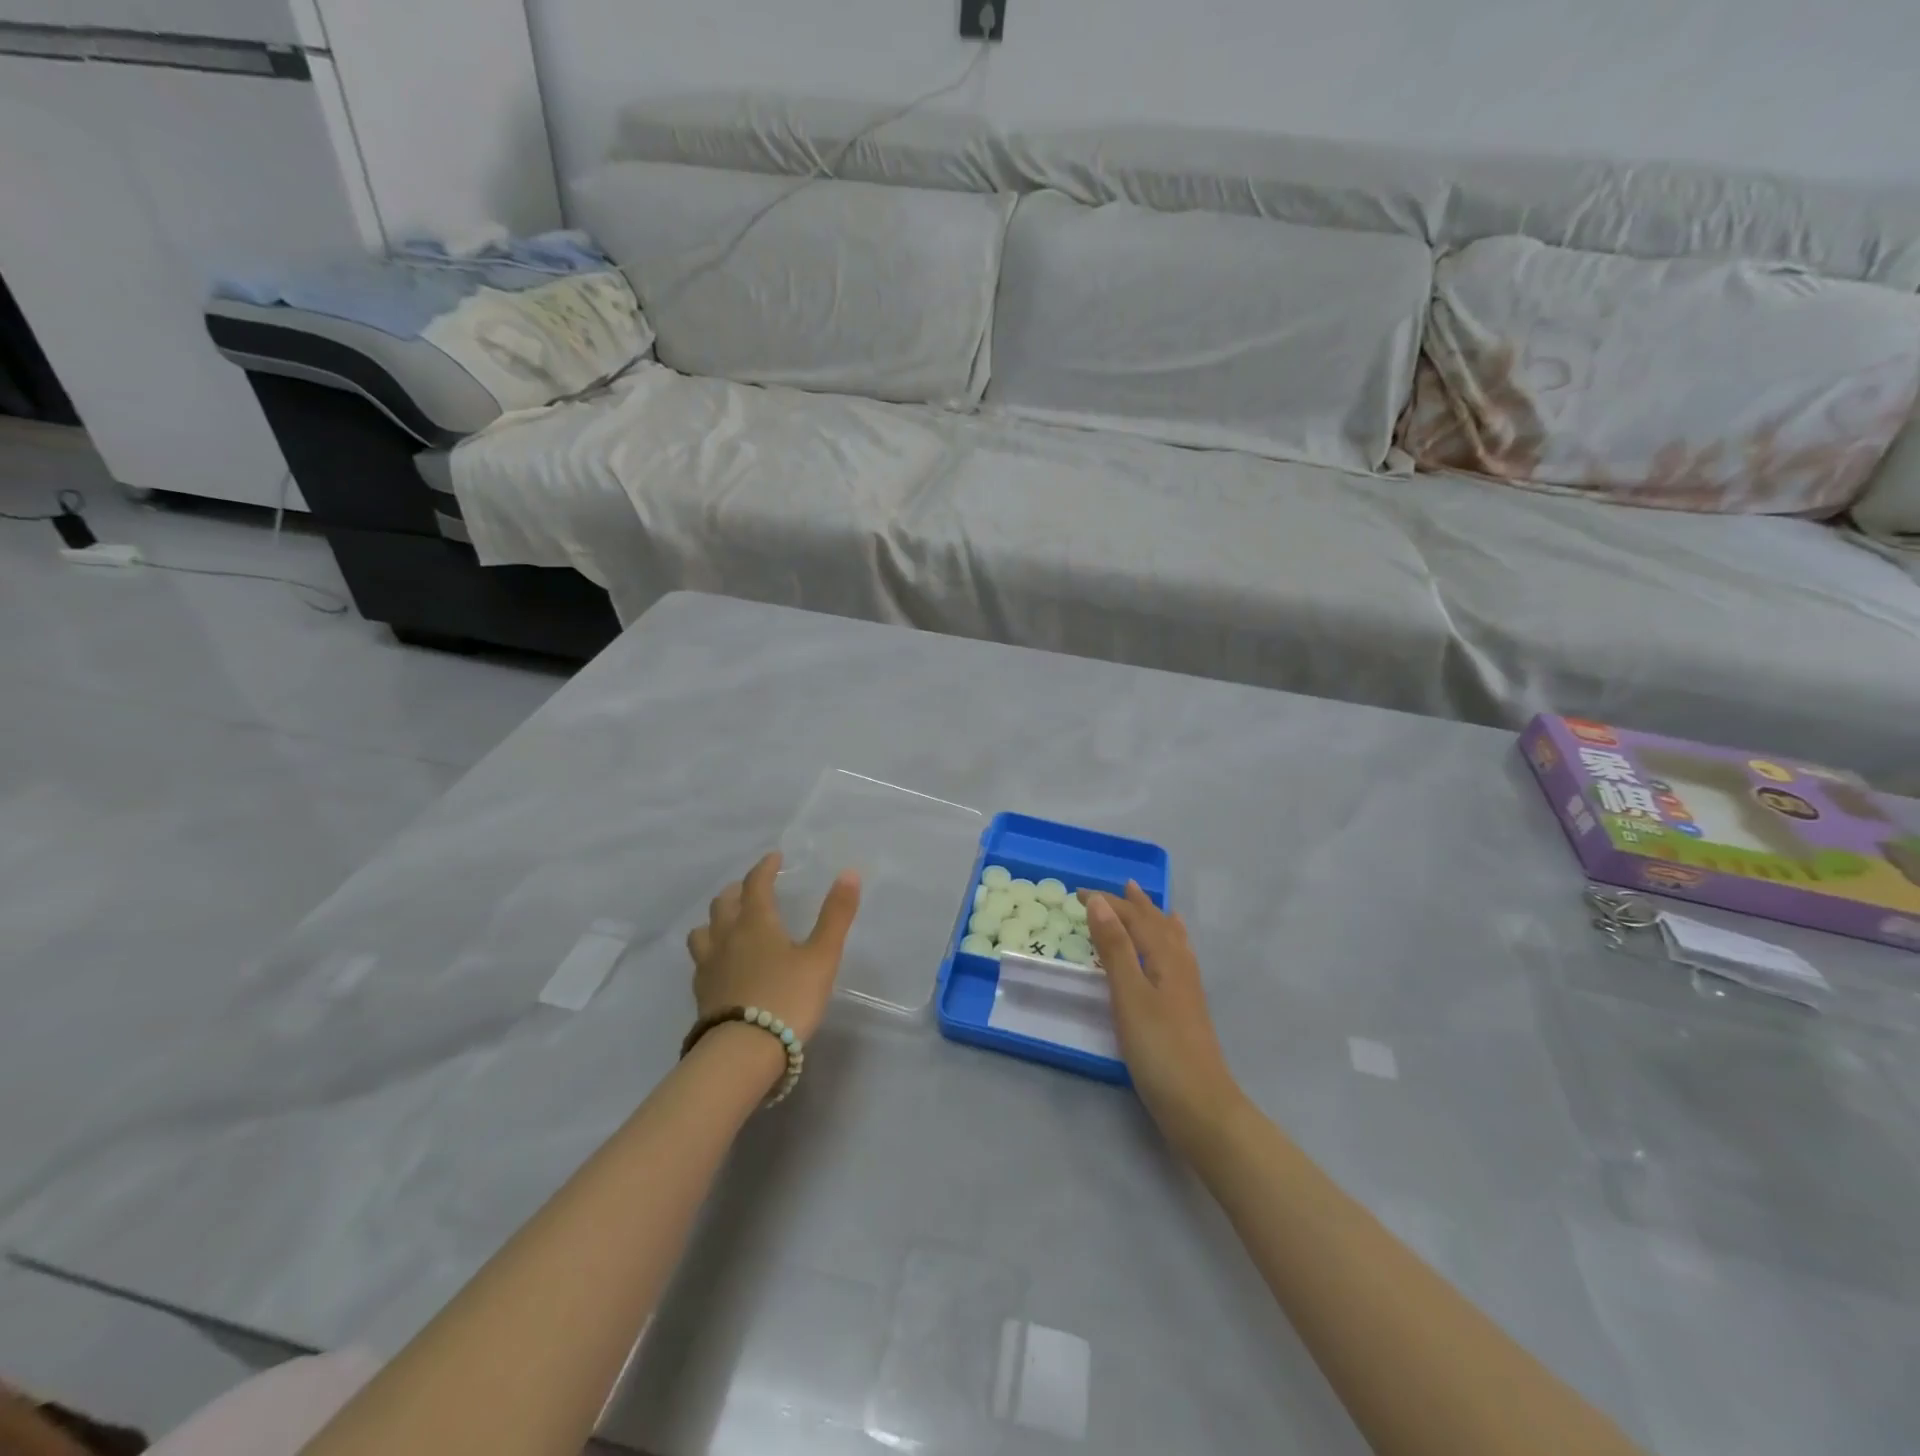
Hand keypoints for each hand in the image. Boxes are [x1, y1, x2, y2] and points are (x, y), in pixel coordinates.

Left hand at [687, 852, 861, 1041]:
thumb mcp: (822, 956)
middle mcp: (727, 937)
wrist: (743, 1051)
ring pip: (704, 931)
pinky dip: (711, 951)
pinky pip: (701, 960)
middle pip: (724, 903)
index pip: (756, 884)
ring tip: (728, 923)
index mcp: (756, 922)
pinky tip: (721, 964)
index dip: (765, 867)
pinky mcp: (702, 994)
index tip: (774, 858)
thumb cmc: (788, 997)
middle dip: (738, 890)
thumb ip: (836, 915)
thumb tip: (849, 873)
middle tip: (751, 888)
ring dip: (716, 919)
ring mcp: (709, 966)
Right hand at [1082, 882, 1243, 1151]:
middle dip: (1135, 905)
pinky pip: (1176, 959)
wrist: (1201, 1107)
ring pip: (1170, 940)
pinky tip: (1171, 955)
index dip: (1108, 902)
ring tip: (1149, 905)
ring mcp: (1186, 988)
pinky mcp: (1186, 1009)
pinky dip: (1169, 944)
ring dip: (1155, 920)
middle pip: (1157, 924)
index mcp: (1165, 957)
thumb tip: (1099, 902)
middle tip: (1119, 886)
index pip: (1135, 918)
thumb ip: (1114, 948)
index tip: (1078, 894)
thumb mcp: (1129, 995)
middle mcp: (1179, 965)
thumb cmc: (1160, 1049)